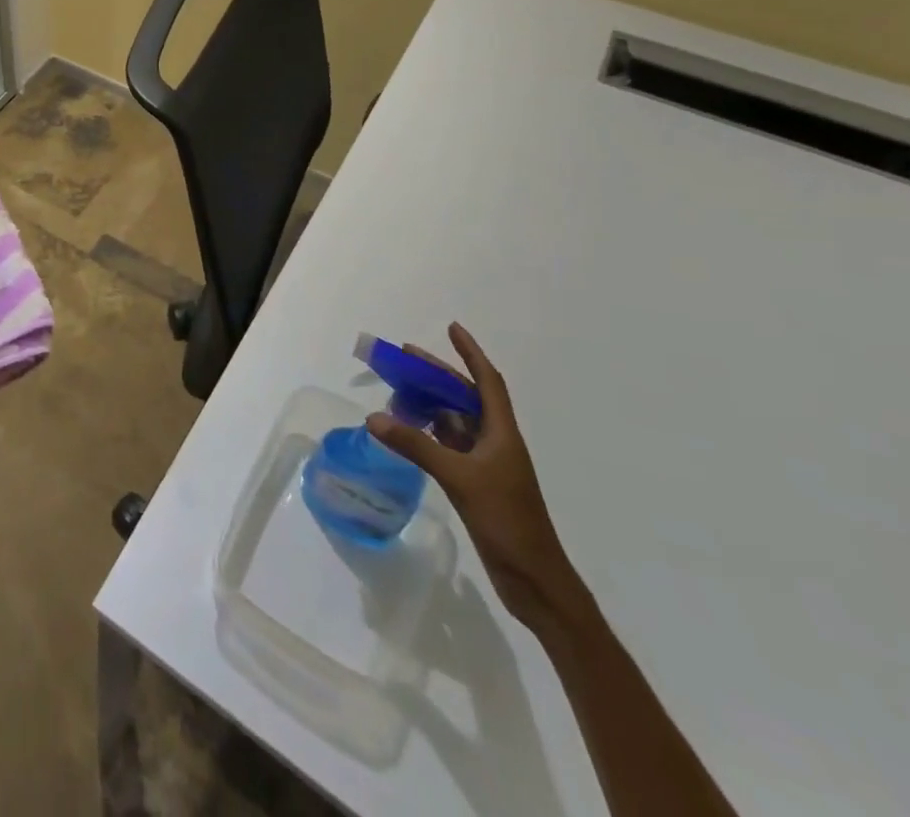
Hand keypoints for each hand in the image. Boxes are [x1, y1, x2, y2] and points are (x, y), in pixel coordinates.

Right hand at [366, 323, 588, 635]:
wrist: (535, 581)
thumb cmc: (507, 521)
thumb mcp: (459, 478)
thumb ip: (416, 446)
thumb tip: (374, 417)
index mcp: (502, 434)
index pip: (487, 382)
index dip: (471, 353)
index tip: (452, 328)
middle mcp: (496, 443)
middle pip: (466, 397)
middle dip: (438, 374)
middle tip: (404, 356)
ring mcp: (487, 465)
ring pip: (456, 421)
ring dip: (430, 403)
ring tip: (399, 390)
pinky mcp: (477, 484)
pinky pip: (449, 445)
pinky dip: (428, 433)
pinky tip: (408, 432)